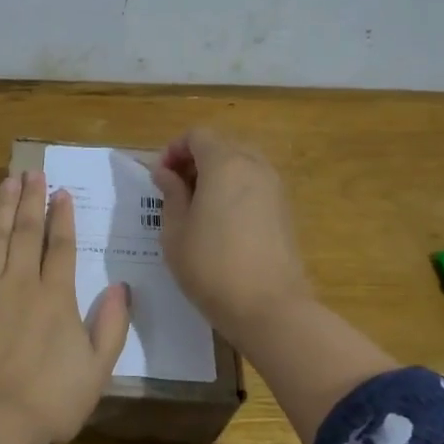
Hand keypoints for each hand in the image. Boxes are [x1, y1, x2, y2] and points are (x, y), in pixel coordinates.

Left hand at [0, 171, 131, 443]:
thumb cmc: (51, 401)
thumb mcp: (97, 370)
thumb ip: (111, 326)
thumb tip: (121, 287)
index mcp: (55, 297)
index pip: (61, 247)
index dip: (62, 217)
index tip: (61, 191)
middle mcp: (19, 284)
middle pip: (26, 233)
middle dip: (30, 200)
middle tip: (31, 172)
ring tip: (5, 182)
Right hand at [150, 128, 313, 343]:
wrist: (269, 307)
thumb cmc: (211, 267)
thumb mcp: (176, 231)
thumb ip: (171, 193)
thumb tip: (166, 172)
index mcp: (225, 164)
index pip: (197, 135)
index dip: (173, 150)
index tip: (159, 177)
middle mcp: (254, 166)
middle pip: (221, 145)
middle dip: (195, 159)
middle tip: (175, 189)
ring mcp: (275, 187)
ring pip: (241, 164)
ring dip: (216, 174)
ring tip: (197, 207)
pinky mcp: (284, 210)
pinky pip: (254, 184)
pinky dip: (235, 189)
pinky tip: (221, 221)